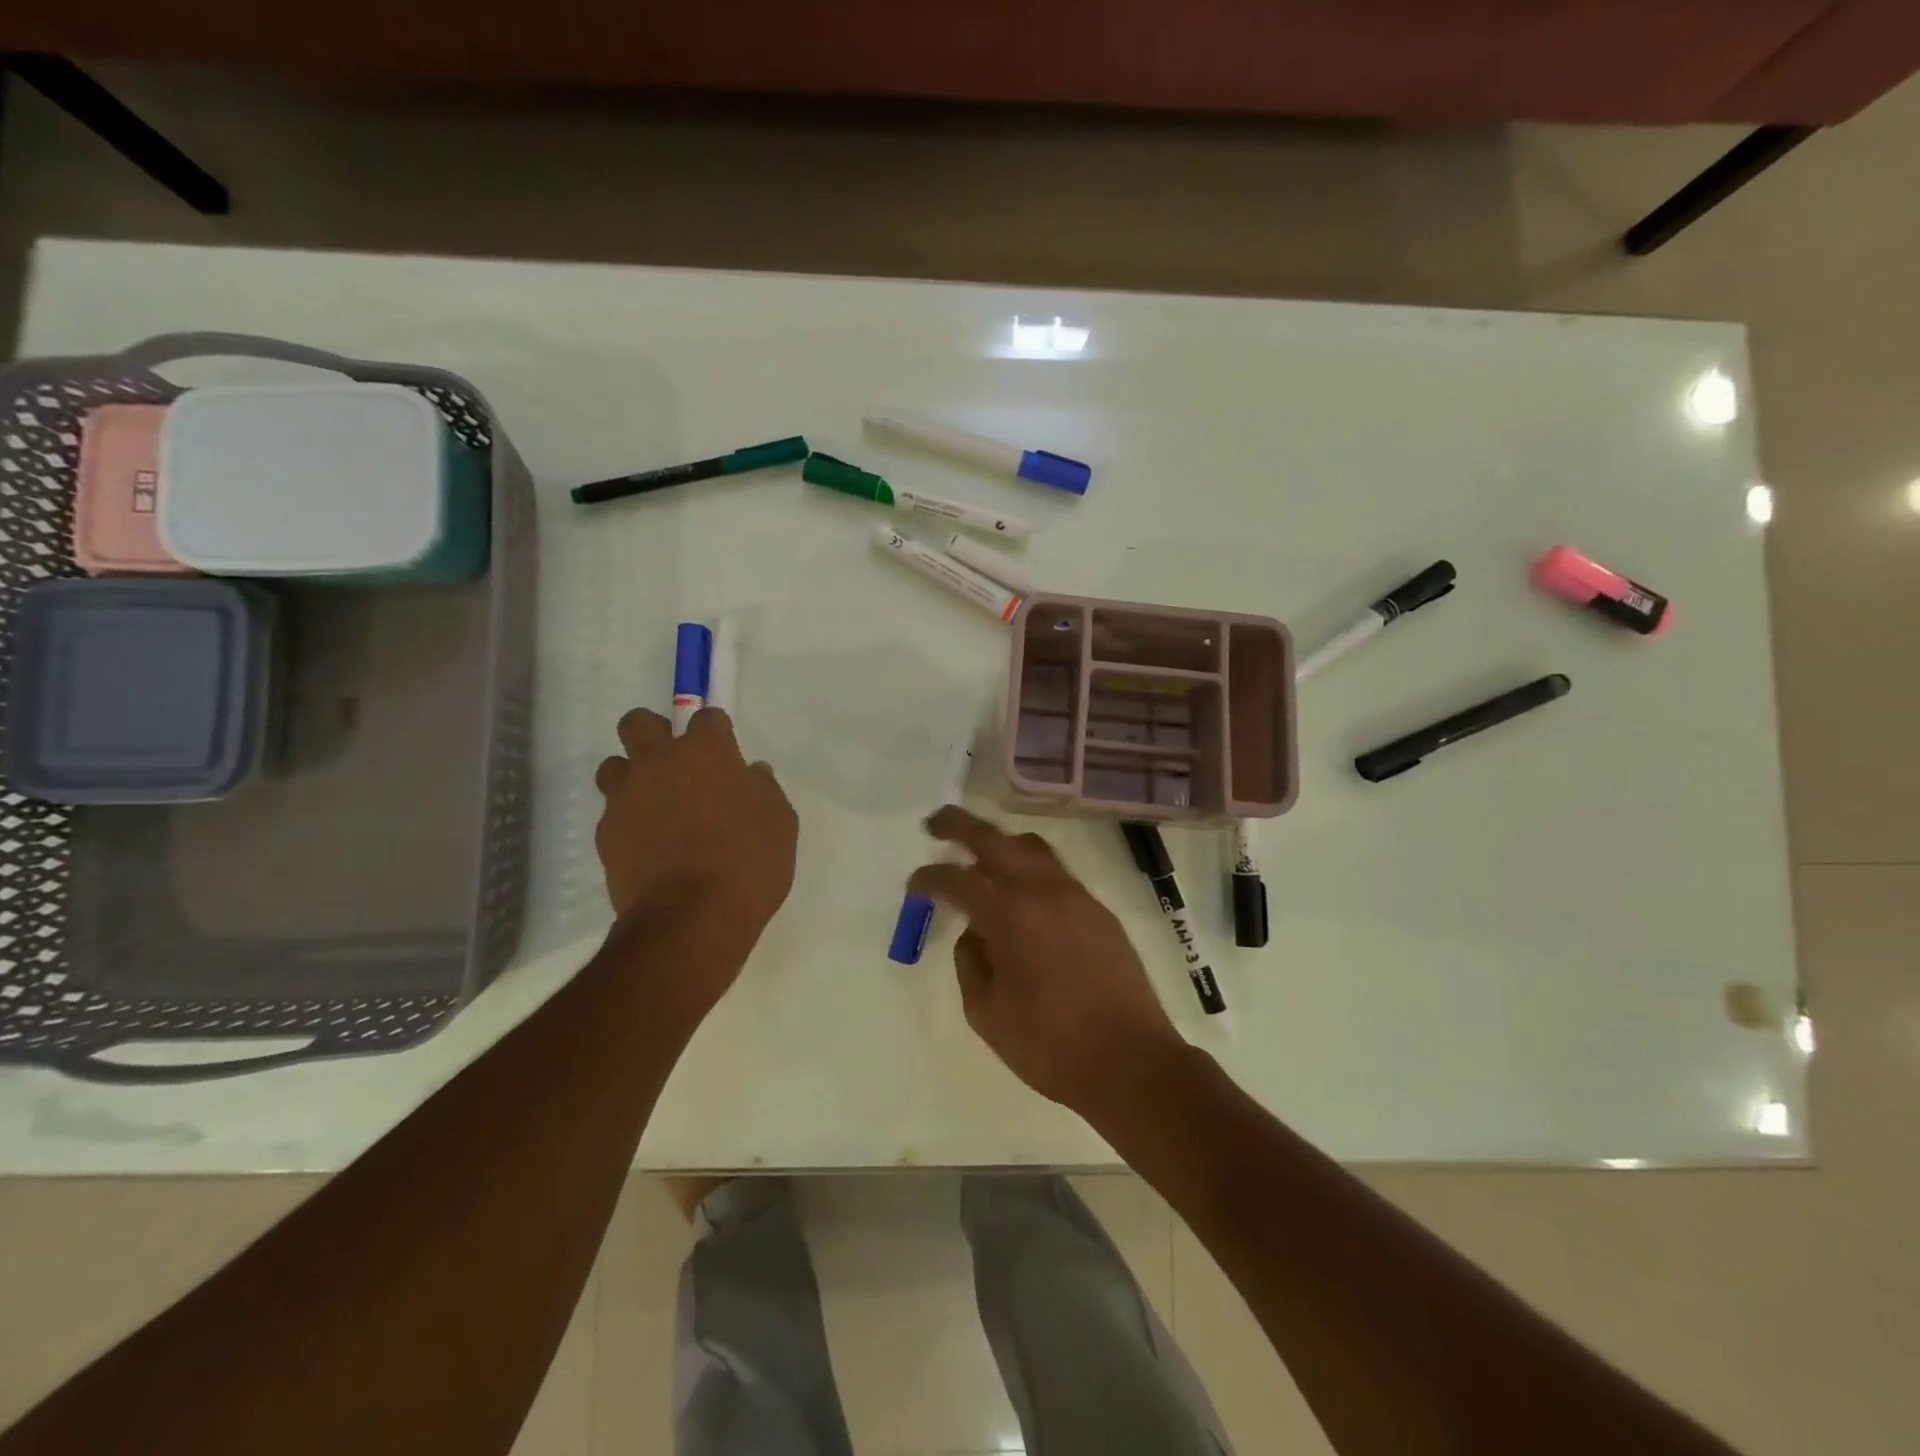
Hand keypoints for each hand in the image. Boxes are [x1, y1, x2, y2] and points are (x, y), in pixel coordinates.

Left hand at [594, 707, 797, 989]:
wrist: (692, 919)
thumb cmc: (749, 863)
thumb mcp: (780, 823)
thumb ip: (764, 790)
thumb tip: (751, 775)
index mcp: (706, 753)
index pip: (706, 716)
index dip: (716, 732)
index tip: (725, 754)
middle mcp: (658, 764)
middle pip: (638, 723)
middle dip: (654, 733)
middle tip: (676, 764)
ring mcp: (626, 798)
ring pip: (614, 767)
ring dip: (633, 778)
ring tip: (657, 808)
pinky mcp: (605, 835)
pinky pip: (613, 814)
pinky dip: (629, 822)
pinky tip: (650, 847)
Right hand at [908, 807, 1186, 1114]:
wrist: (1131, 1062)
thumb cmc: (1050, 1045)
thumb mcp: (987, 1014)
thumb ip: (971, 964)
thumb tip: (974, 935)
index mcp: (1010, 916)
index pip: (958, 880)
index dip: (929, 878)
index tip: (914, 885)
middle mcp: (1044, 892)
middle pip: (995, 840)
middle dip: (960, 826)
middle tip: (936, 824)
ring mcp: (1078, 897)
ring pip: (1033, 849)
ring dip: (1002, 844)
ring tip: (982, 857)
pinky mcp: (1101, 912)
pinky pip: (1057, 875)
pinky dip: (1031, 871)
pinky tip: (1024, 899)